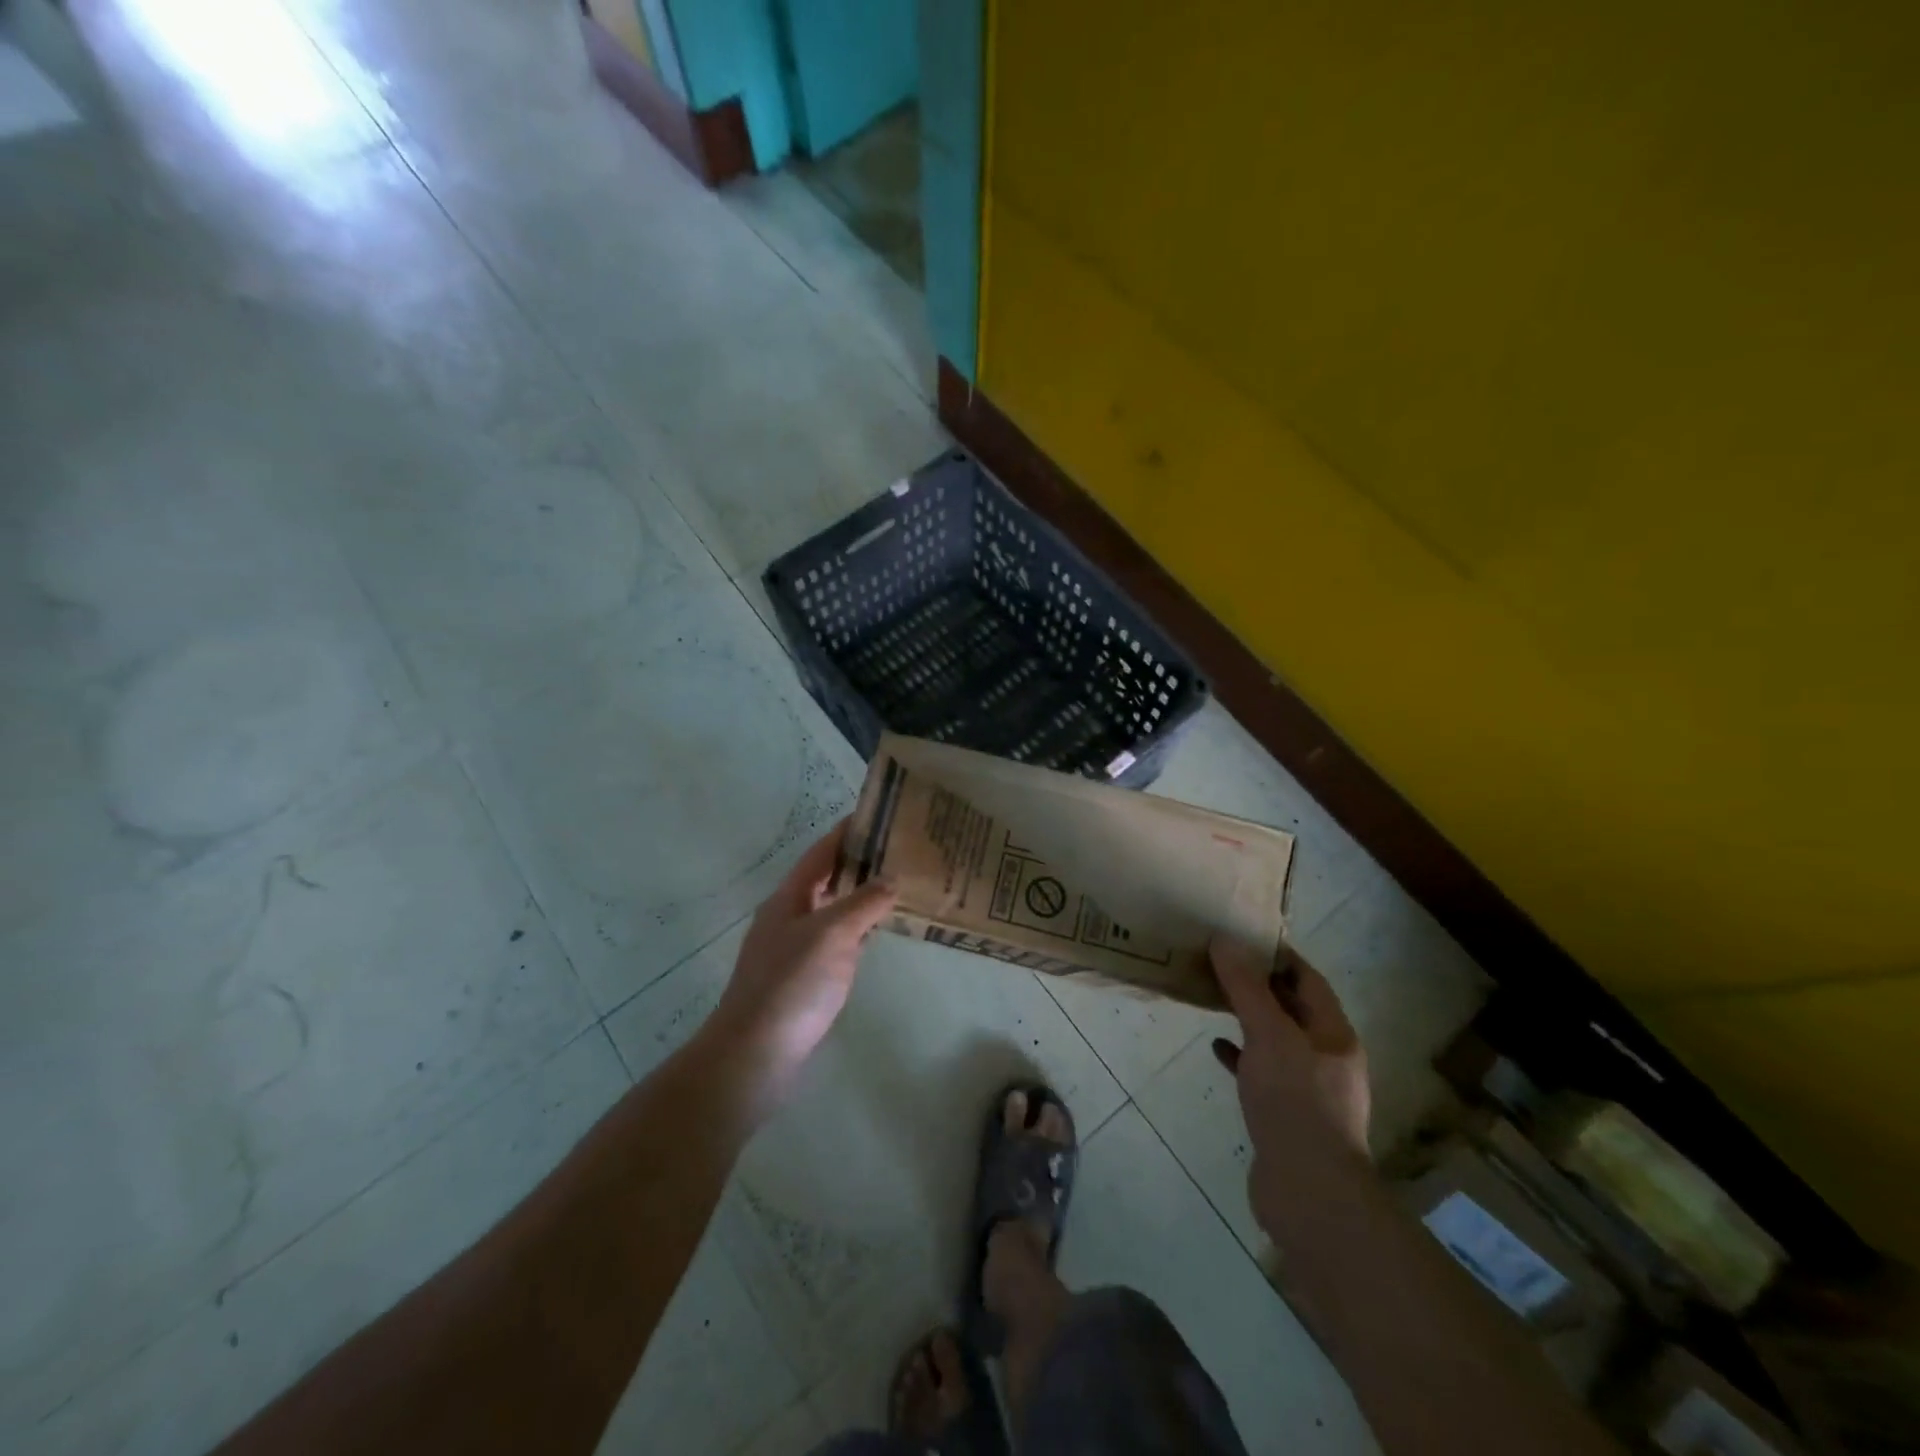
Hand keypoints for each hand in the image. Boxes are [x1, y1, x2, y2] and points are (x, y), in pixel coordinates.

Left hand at [706, 820, 895, 1096]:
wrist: (755, 1055)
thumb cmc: (792, 984)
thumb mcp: (832, 934)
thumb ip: (864, 903)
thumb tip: (892, 877)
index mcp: (789, 898)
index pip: (821, 853)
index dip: (848, 832)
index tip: (879, 814)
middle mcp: (790, 917)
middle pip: (827, 879)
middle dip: (860, 863)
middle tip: (902, 852)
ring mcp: (795, 950)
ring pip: (833, 911)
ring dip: (861, 897)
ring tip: (900, 885)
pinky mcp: (804, 979)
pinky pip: (837, 942)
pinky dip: (859, 931)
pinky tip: (879, 933)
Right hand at [1210, 936, 1371, 1222]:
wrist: (1309, 1192)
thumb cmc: (1295, 1102)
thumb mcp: (1268, 1035)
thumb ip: (1246, 988)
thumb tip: (1225, 940)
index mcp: (1334, 1035)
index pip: (1309, 981)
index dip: (1279, 957)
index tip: (1244, 938)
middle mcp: (1328, 1059)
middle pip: (1293, 1010)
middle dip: (1260, 987)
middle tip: (1221, 966)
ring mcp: (1310, 1091)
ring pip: (1277, 1041)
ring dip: (1249, 1020)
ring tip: (1214, 1001)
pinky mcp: (1289, 1117)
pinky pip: (1264, 1073)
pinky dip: (1242, 1056)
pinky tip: (1217, 1049)